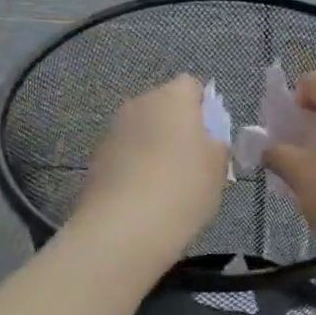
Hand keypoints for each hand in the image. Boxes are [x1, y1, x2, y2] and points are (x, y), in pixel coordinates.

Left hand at [73, 75, 227, 254]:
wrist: (124, 228)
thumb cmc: (183, 188)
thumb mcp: (219, 167)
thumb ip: (217, 145)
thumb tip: (208, 142)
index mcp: (172, 97)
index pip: (191, 86)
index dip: (204, 109)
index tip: (211, 140)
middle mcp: (139, 103)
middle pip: (164, 107)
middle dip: (178, 128)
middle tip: (194, 164)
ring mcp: (113, 130)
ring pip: (143, 130)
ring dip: (155, 148)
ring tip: (167, 185)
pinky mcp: (96, 157)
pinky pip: (125, 154)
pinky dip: (135, 167)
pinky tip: (144, 197)